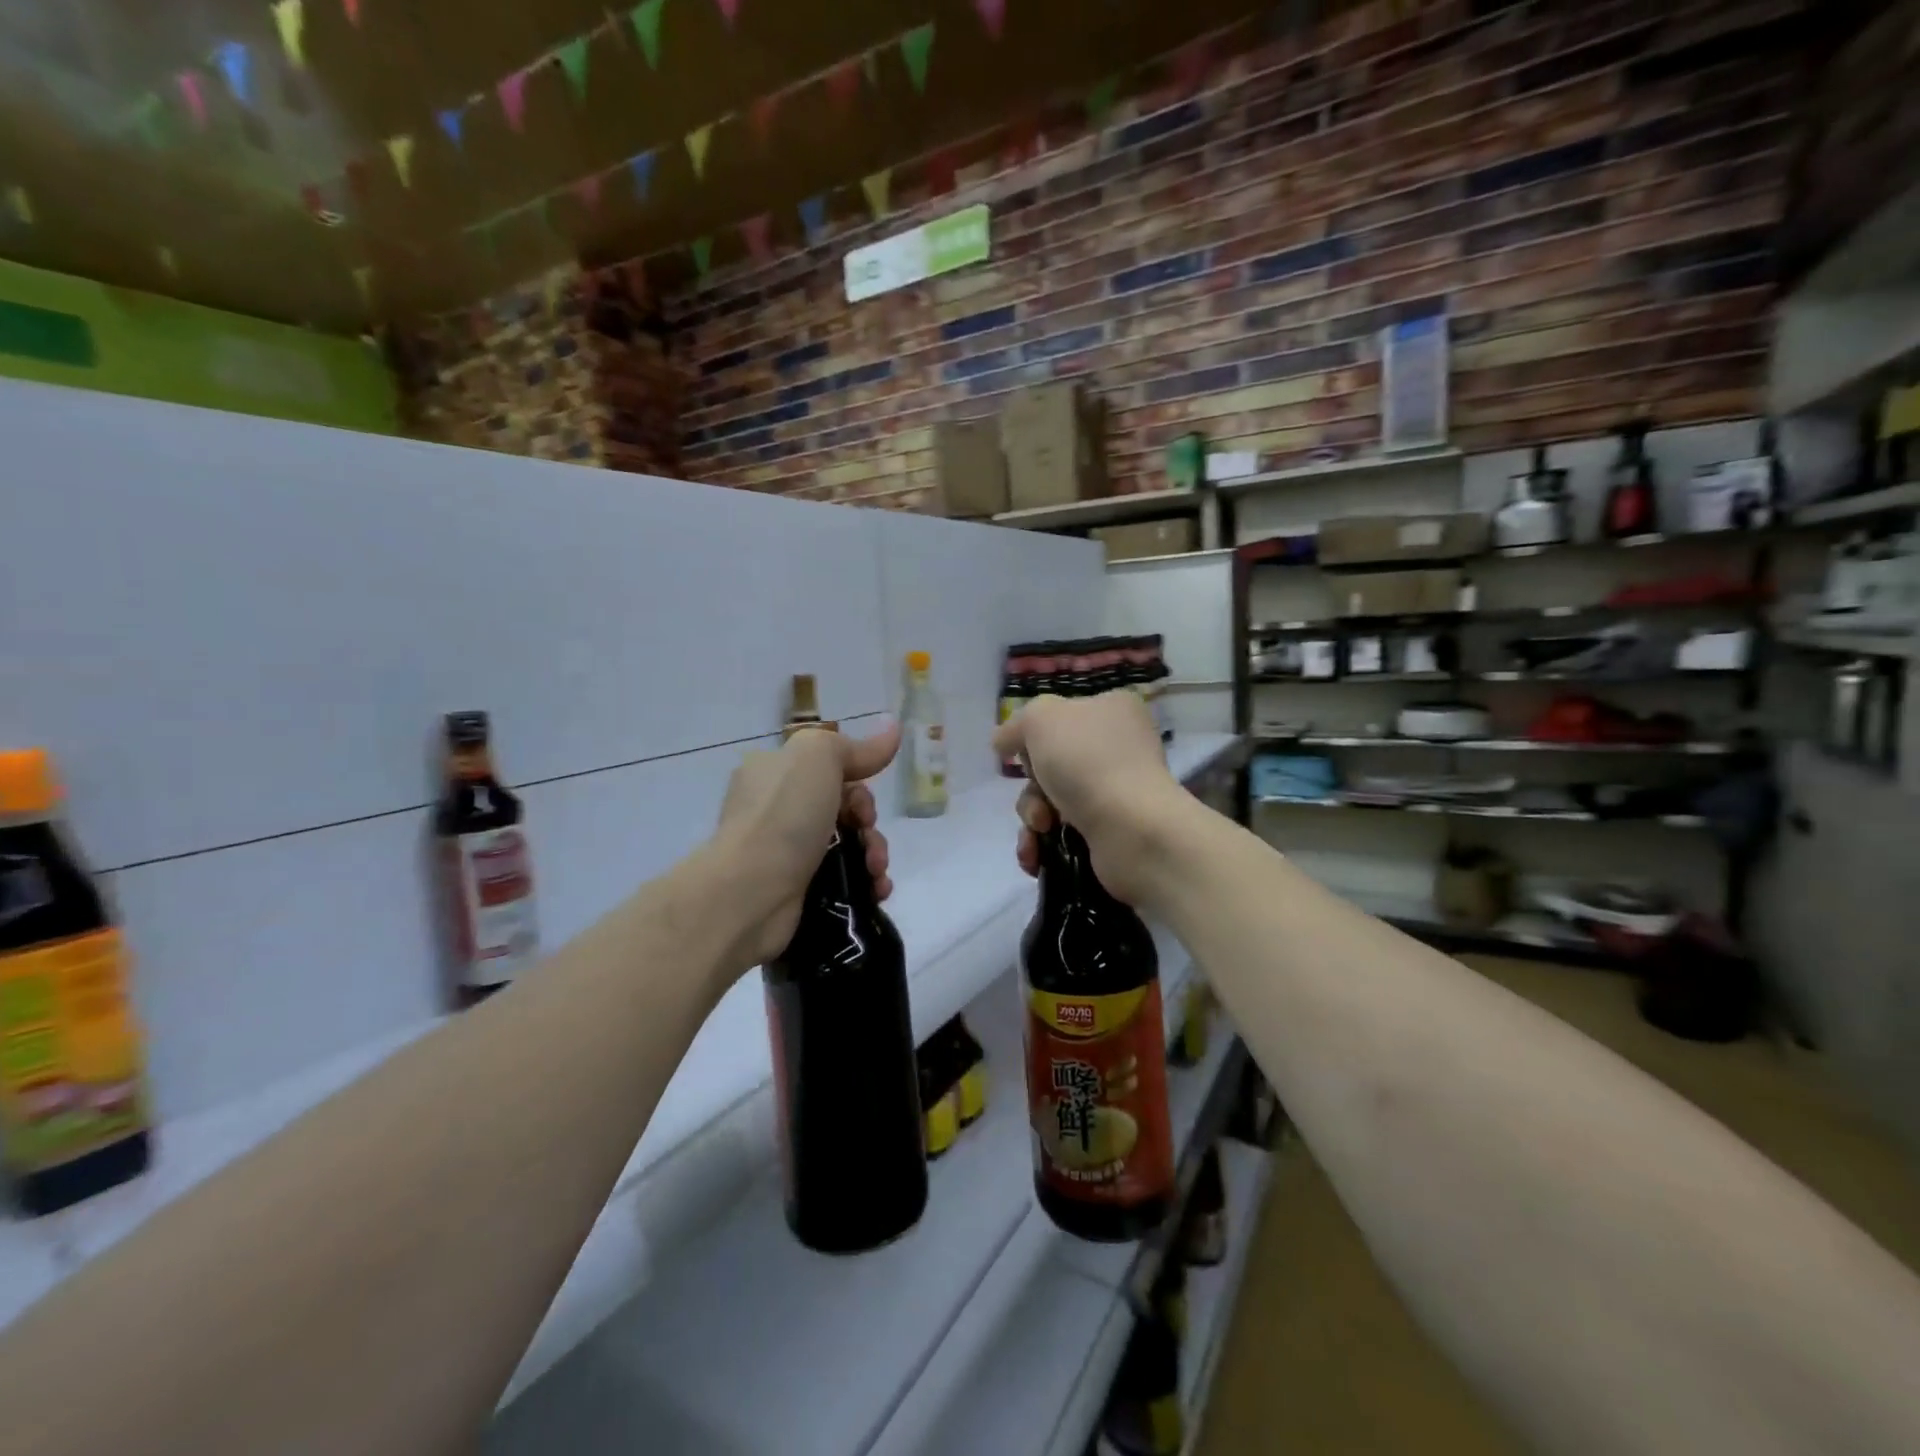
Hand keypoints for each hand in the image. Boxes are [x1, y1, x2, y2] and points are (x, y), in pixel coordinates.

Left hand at [714, 721, 899, 965]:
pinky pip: (844, 879)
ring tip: (875, 872)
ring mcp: (786, 852)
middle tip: (867, 835)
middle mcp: (777, 809)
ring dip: (874, 854)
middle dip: (868, 822)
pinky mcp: (798, 890)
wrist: (750, 893)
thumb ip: (856, 746)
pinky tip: (876, 890)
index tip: (861, 797)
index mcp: (774, 772)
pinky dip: (866, 883)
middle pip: (844, 807)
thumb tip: (893, 728)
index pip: (828, 767)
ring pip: (849, 844)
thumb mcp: (817, 757)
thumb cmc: (783, 815)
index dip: (856, 779)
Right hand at [990, 692, 1184, 904]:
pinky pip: (1061, 834)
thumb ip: (1016, 725)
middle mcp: (1118, 749)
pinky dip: (1042, 844)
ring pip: (1051, 800)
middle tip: (1040, 794)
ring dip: (1032, 816)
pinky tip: (1036, 854)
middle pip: (1051, 763)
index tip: (1022, 752)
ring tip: (1042, 828)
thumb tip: (1003, 743)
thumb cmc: (1087, 761)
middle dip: (1032, 785)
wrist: (1131, 829)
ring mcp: (1116, 793)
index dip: (1034, 736)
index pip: (1061, 716)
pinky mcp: (1109, 832)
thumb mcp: (1041, 718)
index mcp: (1113, 711)